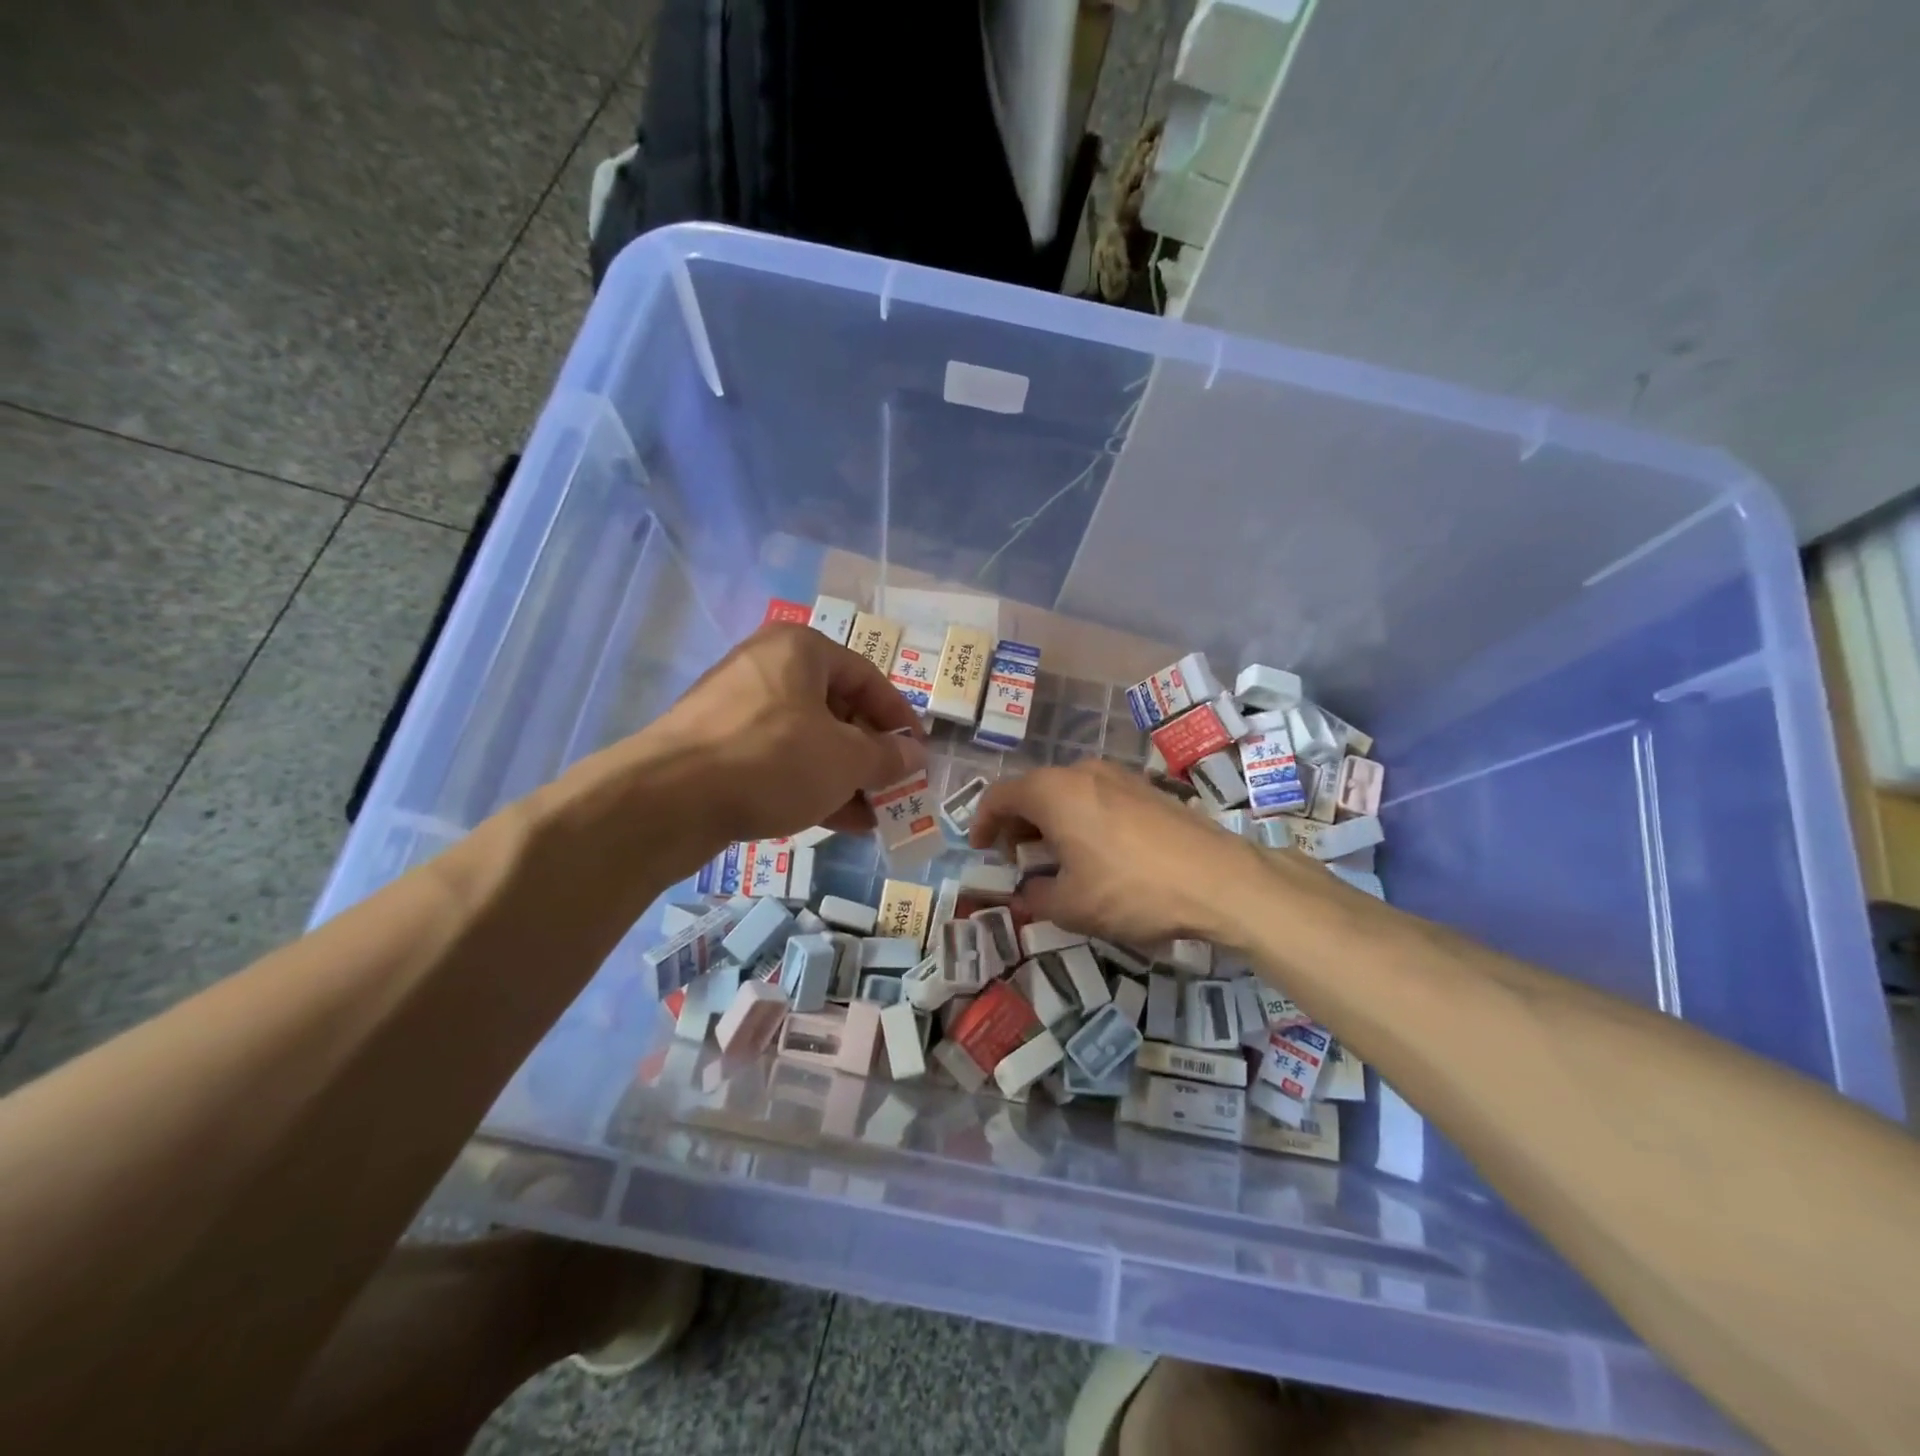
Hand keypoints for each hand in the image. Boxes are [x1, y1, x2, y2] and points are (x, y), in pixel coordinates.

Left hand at [639, 623, 926, 843]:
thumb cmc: (773, 760)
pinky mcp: (716, 745)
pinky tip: (836, 821)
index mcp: (801, 649)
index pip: (868, 678)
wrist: (668, 798)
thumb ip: (887, 756)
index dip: (900, 719)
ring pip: (807, 739)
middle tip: (893, 789)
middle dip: (870, 755)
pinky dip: (809, 784)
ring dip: (844, 776)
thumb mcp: (845, 759)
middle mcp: (767, 666)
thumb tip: (915, 756)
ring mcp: (737, 707)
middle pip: (837, 709)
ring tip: (871, 816)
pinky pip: (777, 759)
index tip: (918, 755)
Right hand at [967, 761, 1269, 947]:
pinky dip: (1081, 818)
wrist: (1218, 879)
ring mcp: (1119, 776)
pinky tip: (1095, 851)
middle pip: (1034, 789)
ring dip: (1050, 820)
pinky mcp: (1148, 788)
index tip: (979, 848)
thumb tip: (1027, 892)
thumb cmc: (1131, 889)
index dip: (982, 821)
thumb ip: (1036, 896)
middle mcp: (1083, 772)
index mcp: (1053, 792)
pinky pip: (1097, 796)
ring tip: (1054, 857)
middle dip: (1017, 823)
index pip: (1000, 795)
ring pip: (1068, 791)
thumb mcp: (1071, 906)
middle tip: (1014, 856)